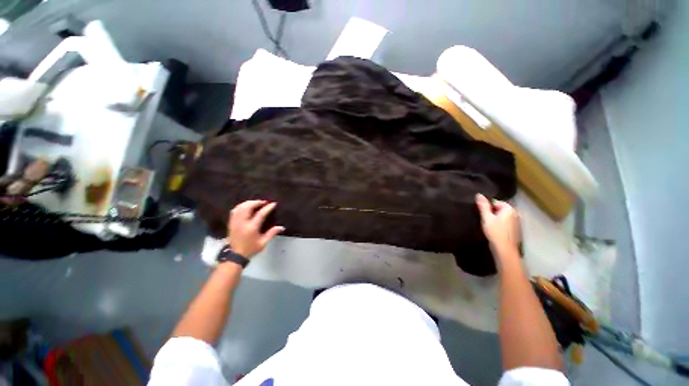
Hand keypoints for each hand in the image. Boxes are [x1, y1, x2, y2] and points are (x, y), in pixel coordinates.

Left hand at [227, 200, 284, 257]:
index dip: (267, 208)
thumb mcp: (263, 243)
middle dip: (256, 202)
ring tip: (256, 203)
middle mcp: (242, 223)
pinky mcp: (231, 223)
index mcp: (251, 228)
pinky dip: (241, 206)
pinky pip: (235, 210)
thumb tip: (281, 227)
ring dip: (248, 203)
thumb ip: (272, 233)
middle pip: (248, 207)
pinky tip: (246, 206)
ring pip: (240, 207)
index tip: (273, 204)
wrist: (235, 255)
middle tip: (264, 202)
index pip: (260, 214)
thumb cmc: (250, 249)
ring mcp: (235, 222)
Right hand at [476, 194, 520, 253]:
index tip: (482, 213)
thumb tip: (479, 194)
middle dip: (491, 212)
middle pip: (500, 208)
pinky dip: (500, 223)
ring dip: (495, 218)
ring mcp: (517, 222)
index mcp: (509, 209)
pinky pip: (505, 222)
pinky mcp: (515, 229)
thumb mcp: (487, 218)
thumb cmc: (495, 232)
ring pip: (502, 216)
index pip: (496, 202)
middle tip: (484, 219)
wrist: (505, 250)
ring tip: (488, 225)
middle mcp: (515, 213)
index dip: (487, 207)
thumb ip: (483, 206)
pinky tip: (494, 230)